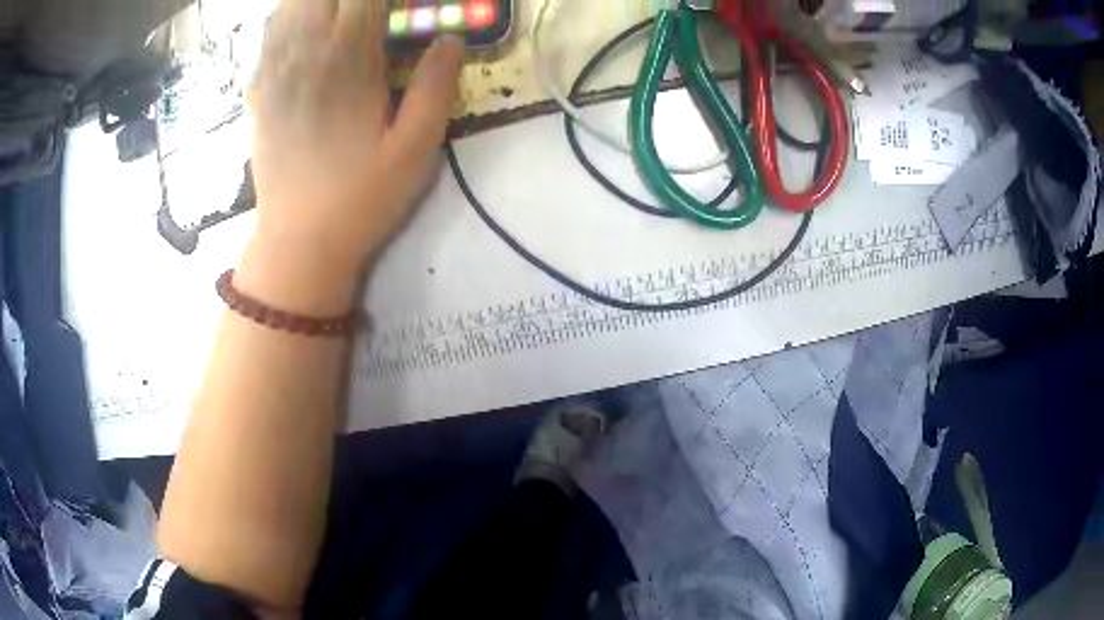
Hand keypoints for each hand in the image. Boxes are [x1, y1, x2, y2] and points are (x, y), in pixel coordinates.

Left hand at [243, 0, 463, 310]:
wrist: (298, 243)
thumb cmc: (361, 199)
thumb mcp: (415, 149)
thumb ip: (436, 87)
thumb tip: (452, 39)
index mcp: (349, 62)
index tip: (403, 10)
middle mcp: (306, 56)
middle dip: (351, 0)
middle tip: (370, 12)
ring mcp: (275, 73)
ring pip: (289, 8)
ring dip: (316, 3)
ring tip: (340, 13)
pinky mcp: (259, 93)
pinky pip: (267, 38)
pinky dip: (286, 18)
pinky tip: (303, 25)